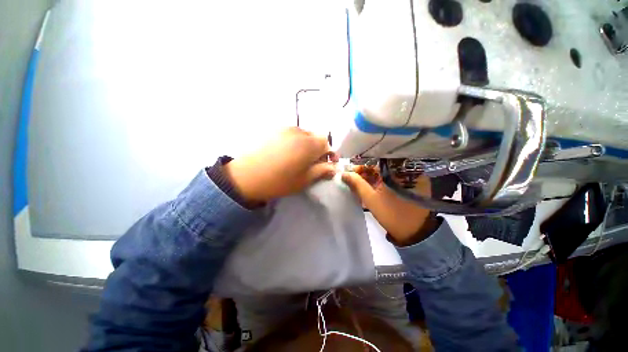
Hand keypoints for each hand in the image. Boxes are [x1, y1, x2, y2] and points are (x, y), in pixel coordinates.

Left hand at [223, 127, 336, 201]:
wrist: (247, 176)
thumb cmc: (279, 181)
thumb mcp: (304, 179)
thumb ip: (321, 171)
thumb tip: (333, 167)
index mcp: (309, 144)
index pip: (326, 142)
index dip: (328, 153)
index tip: (326, 163)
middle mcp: (299, 132)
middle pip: (315, 136)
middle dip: (317, 148)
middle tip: (311, 162)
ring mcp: (284, 129)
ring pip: (303, 134)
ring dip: (306, 144)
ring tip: (297, 157)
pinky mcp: (273, 130)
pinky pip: (290, 133)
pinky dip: (294, 141)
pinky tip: (285, 152)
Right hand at [342, 166, 434, 245]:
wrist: (414, 232)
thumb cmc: (391, 214)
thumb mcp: (371, 199)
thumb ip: (356, 184)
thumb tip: (344, 173)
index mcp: (396, 171)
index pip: (375, 162)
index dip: (361, 167)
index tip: (351, 173)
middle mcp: (405, 170)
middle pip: (380, 167)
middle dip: (365, 173)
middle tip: (353, 180)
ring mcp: (410, 177)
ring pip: (386, 173)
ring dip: (372, 178)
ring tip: (360, 185)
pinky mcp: (411, 184)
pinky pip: (392, 179)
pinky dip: (381, 182)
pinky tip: (372, 188)